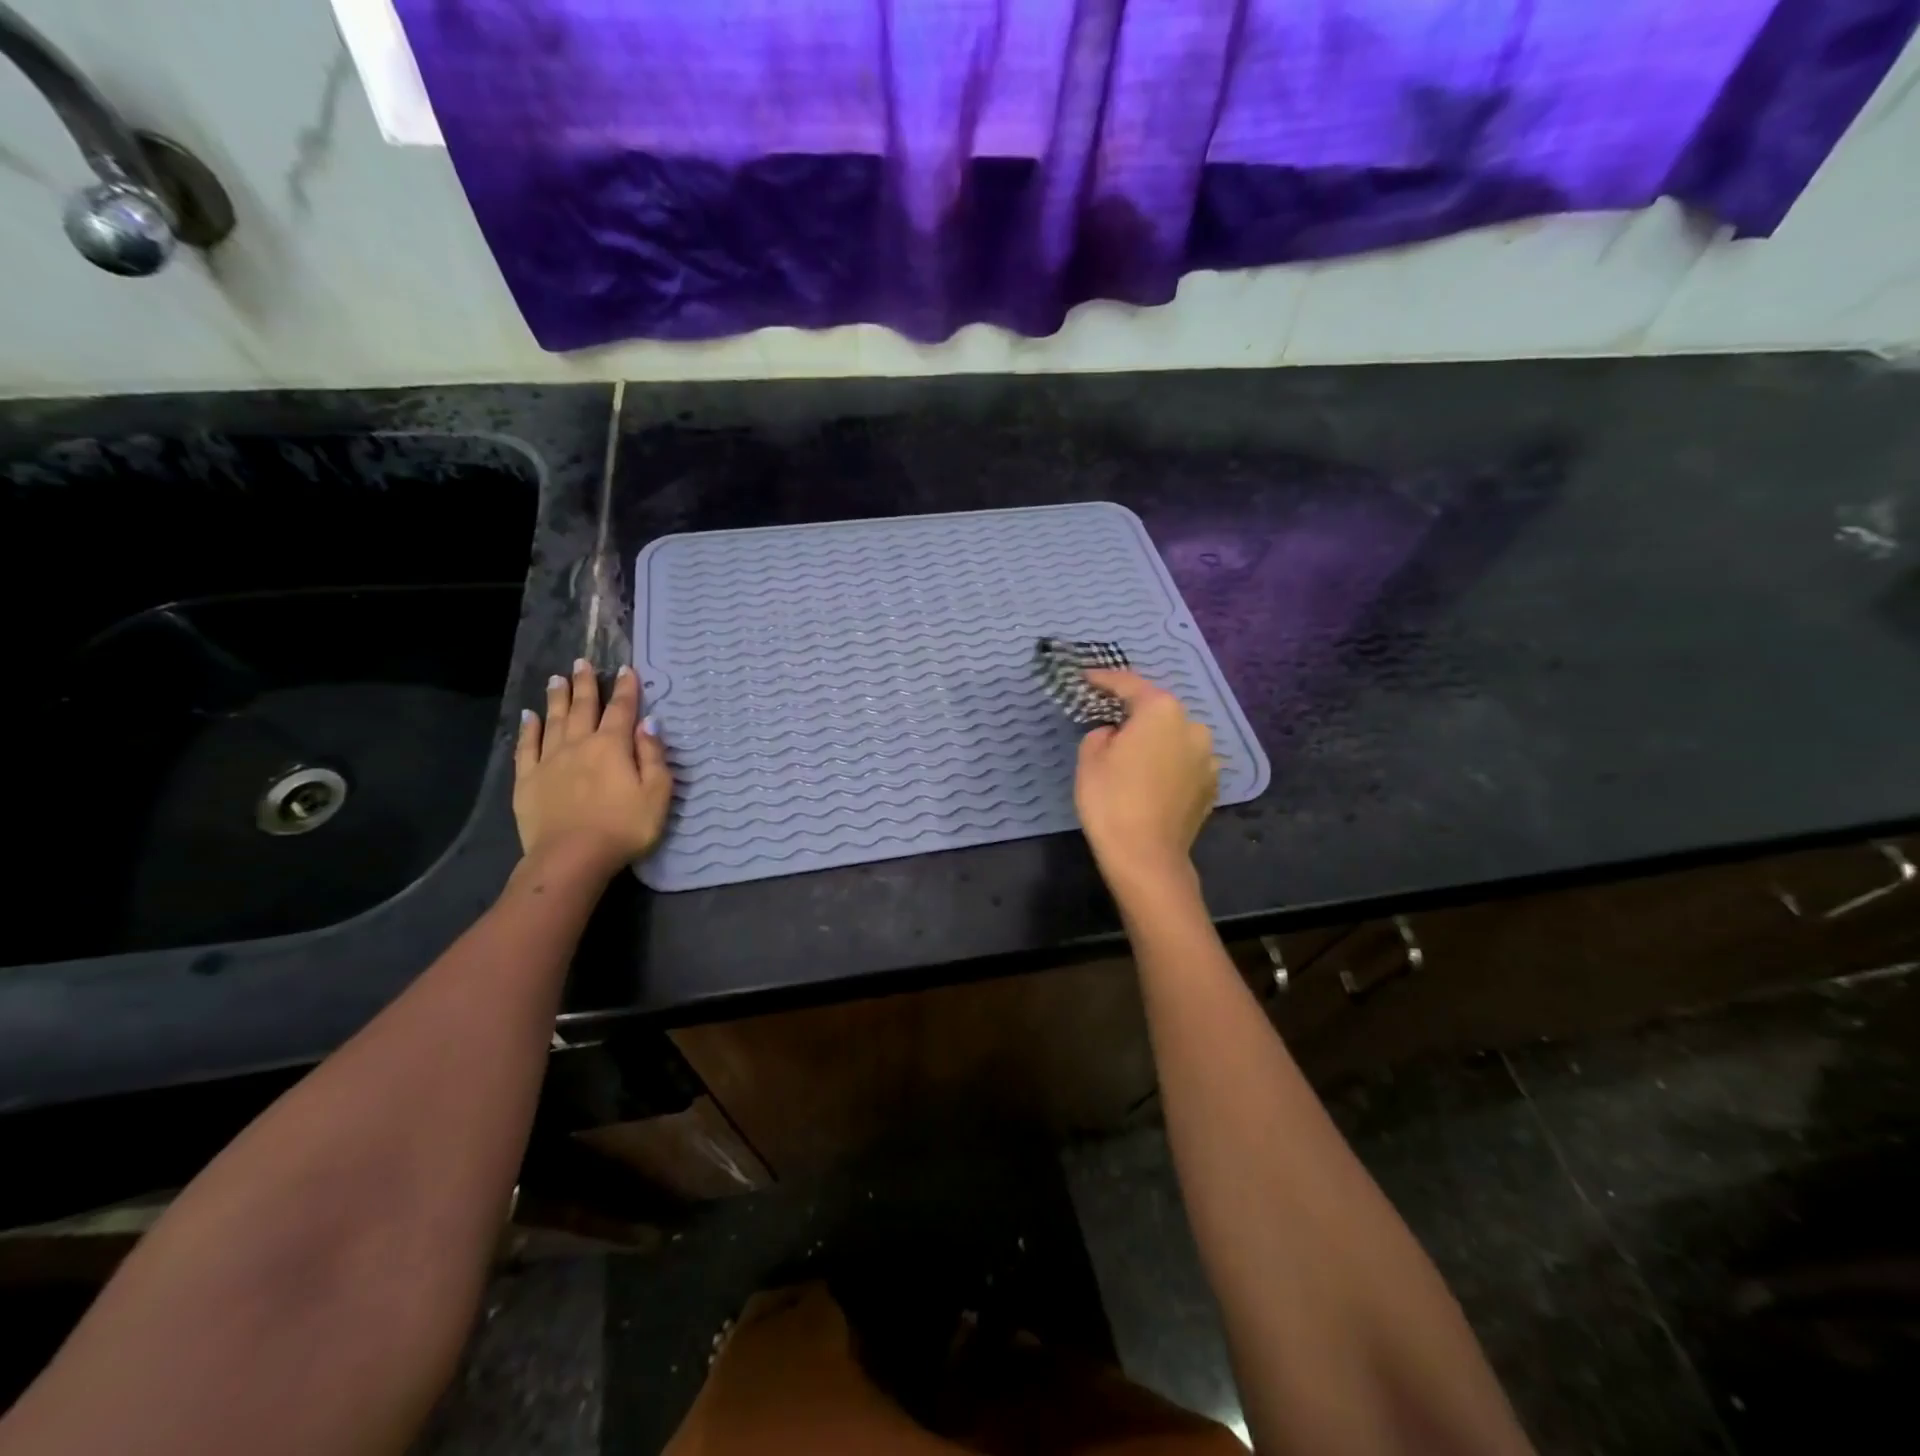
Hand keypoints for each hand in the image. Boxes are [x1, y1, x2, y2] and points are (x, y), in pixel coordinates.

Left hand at [513, 659, 671, 880]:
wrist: (572, 857)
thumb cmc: (624, 827)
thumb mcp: (657, 794)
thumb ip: (654, 756)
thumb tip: (649, 724)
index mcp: (613, 746)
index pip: (623, 710)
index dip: (627, 689)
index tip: (626, 669)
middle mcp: (580, 744)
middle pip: (583, 707)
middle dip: (586, 684)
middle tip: (582, 662)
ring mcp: (550, 761)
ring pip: (554, 720)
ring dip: (557, 697)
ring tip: (556, 678)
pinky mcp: (528, 780)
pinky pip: (527, 746)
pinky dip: (529, 728)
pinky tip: (530, 716)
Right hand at [1074, 669, 1217, 892]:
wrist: (1146, 857)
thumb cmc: (1111, 800)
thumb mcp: (1089, 757)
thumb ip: (1102, 732)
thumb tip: (1116, 735)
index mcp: (1161, 710)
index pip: (1129, 684)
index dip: (1104, 679)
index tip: (1086, 678)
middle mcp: (1193, 725)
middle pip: (1157, 710)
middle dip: (1134, 712)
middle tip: (1108, 720)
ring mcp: (1208, 757)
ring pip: (1174, 737)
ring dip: (1155, 739)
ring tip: (1133, 756)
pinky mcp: (1212, 785)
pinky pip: (1185, 762)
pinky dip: (1169, 763)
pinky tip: (1151, 779)